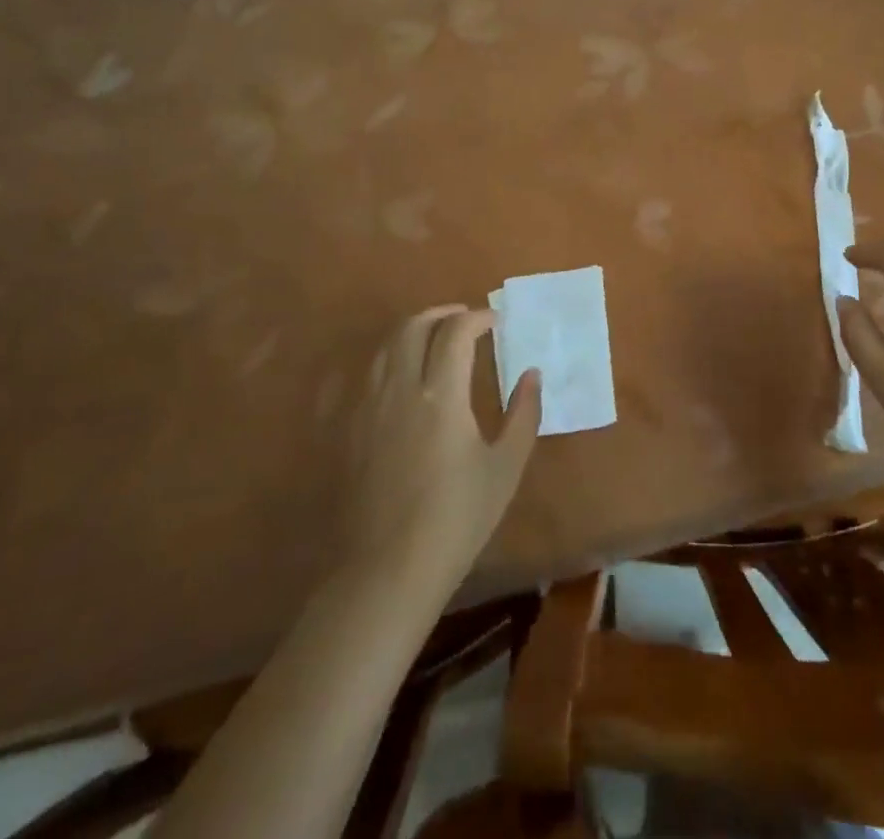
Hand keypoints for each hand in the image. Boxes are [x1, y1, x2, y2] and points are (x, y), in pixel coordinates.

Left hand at [335, 305, 541, 585]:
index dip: (478, 318)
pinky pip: (372, 373)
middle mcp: (401, 389)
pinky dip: (394, 356)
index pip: (456, 333)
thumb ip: (524, 414)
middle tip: (466, 318)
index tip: (496, 321)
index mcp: (441, 395)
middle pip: (413, 326)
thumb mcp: (505, 468)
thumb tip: (532, 375)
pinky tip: (408, 376)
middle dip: (442, 313)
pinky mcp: (351, 428)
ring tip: (437, 338)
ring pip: (387, 346)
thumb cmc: (457, 519)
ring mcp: (369, 407)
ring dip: (414, 330)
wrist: (388, 570)